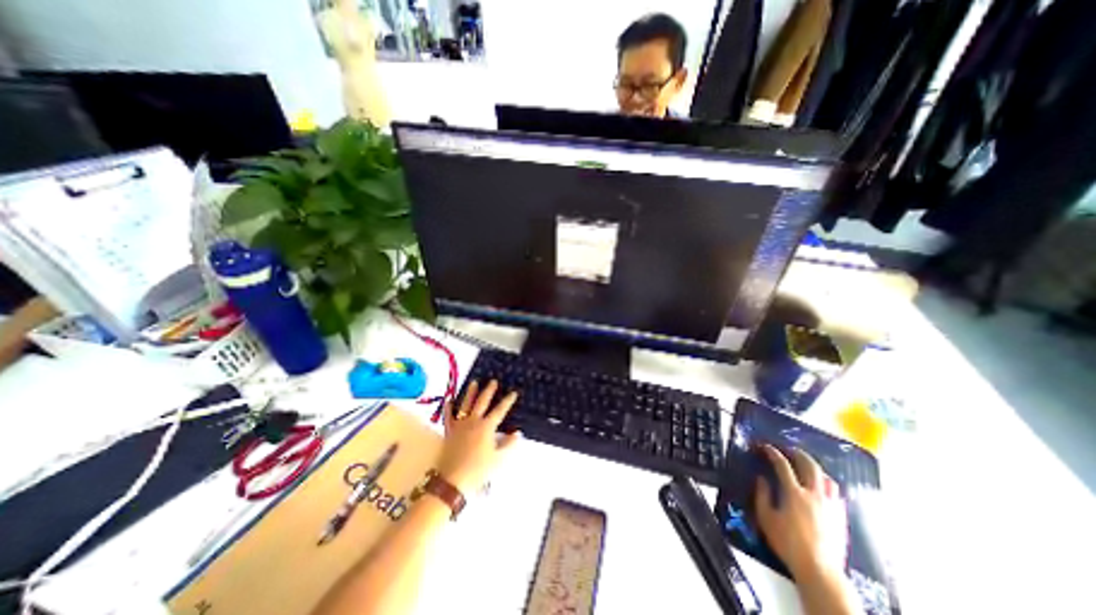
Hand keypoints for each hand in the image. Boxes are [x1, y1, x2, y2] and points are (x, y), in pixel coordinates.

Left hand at [438, 380, 520, 493]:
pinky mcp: (449, 431)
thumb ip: (508, 444)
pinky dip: (449, 407)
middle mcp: (473, 422)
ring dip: (470, 393)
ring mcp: (460, 425)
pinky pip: (448, 416)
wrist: (453, 481)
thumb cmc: (478, 470)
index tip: (513, 392)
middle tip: (493, 381)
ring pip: (466, 405)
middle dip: (489, 391)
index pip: (500, 411)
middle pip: (482, 402)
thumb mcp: (498, 459)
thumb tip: (517, 433)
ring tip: (474, 382)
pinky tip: (449, 400)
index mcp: (486, 427)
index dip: (507, 401)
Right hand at [755, 445, 846, 578]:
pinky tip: (820, 487)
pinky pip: (835, 493)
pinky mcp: (840, 517)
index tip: (765, 447)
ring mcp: (830, 505)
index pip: (782, 465)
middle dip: (797, 453)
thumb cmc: (788, 543)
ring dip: (814, 467)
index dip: (772, 453)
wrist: (820, 570)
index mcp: (794, 493)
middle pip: (809, 465)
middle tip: (787, 449)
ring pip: (826, 477)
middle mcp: (814, 495)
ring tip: (804, 465)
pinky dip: (825, 484)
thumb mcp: (766, 518)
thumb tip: (762, 479)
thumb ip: (762, 495)